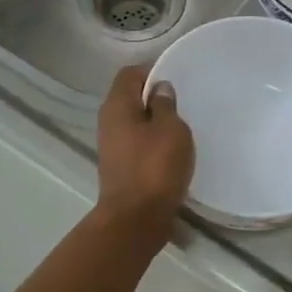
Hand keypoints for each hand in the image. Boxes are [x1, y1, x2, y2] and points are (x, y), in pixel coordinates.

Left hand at [96, 65, 194, 230]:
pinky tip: (171, 152)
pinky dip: (152, 143)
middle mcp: (108, 121)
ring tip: (180, 130)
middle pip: (130, 97)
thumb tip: (159, 89)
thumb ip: (165, 105)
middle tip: (182, 105)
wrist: (136, 219)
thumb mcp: (171, 129)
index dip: (152, 72)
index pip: (130, 73)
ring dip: (155, 123)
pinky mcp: (120, 167)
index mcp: (117, 105)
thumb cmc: (155, 167)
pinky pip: (137, 144)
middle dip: (155, 98)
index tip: (176, 82)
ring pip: (134, 122)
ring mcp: (112, 146)